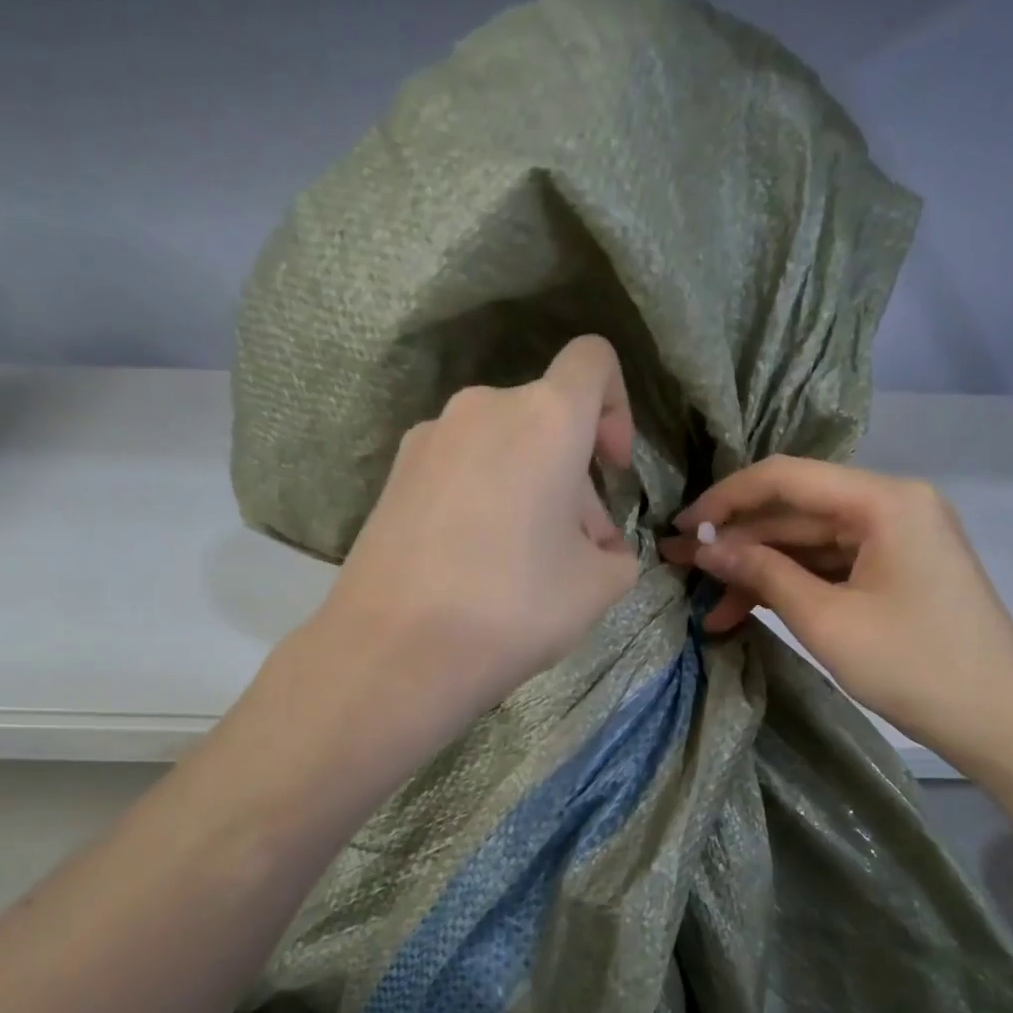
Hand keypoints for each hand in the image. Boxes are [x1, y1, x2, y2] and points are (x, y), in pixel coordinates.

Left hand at [314, 335, 638, 721]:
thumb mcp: (599, 586)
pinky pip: (462, 468)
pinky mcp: (394, 475)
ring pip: (503, 445)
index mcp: (544, 418)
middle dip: (575, 475)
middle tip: (581, 548)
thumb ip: (618, 554)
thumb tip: (601, 548)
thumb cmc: (514, 606)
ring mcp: (429, 439)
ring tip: (531, 563)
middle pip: (548, 418)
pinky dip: (486, 497)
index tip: (613, 471)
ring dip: (531, 487)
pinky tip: (480, 562)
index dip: (618, 408)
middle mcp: (482, 408)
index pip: (594, 361)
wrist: (394, 651)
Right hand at [660, 457, 1012, 770]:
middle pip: (796, 512)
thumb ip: (762, 574)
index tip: (682, 528)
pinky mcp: (895, 569)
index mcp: (884, 500)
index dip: (726, 499)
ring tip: (709, 607)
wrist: (999, 721)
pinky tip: (747, 611)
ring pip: (809, 543)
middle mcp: (892, 504)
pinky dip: (791, 586)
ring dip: (760, 572)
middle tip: (679, 567)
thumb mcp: (826, 621)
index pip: (787, 478)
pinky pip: (831, 566)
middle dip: (737, 543)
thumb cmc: (914, 667)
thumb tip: (704, 548)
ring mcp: (896, 538)